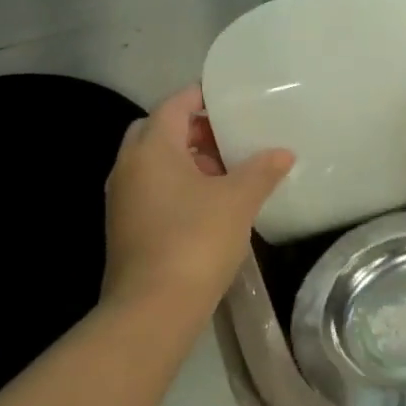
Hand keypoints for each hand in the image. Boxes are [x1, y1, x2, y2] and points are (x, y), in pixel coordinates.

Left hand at [100, 86, 292, 327]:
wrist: (152, 308)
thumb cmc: (195, 240)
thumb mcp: (238, 200)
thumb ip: (262, 170)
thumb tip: (283, 153)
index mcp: (152, 149)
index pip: (174, 105)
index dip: (201, 97)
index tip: (230, 98)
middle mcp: (128, 167)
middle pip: (159, 131)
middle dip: (193, 130)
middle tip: (229, 137)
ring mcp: (122, 199)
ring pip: (154, 163)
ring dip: (187, 160)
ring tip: (227, 172)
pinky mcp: (125, 227)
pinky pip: (151, 189)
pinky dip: (177, 185)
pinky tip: (209, 204)